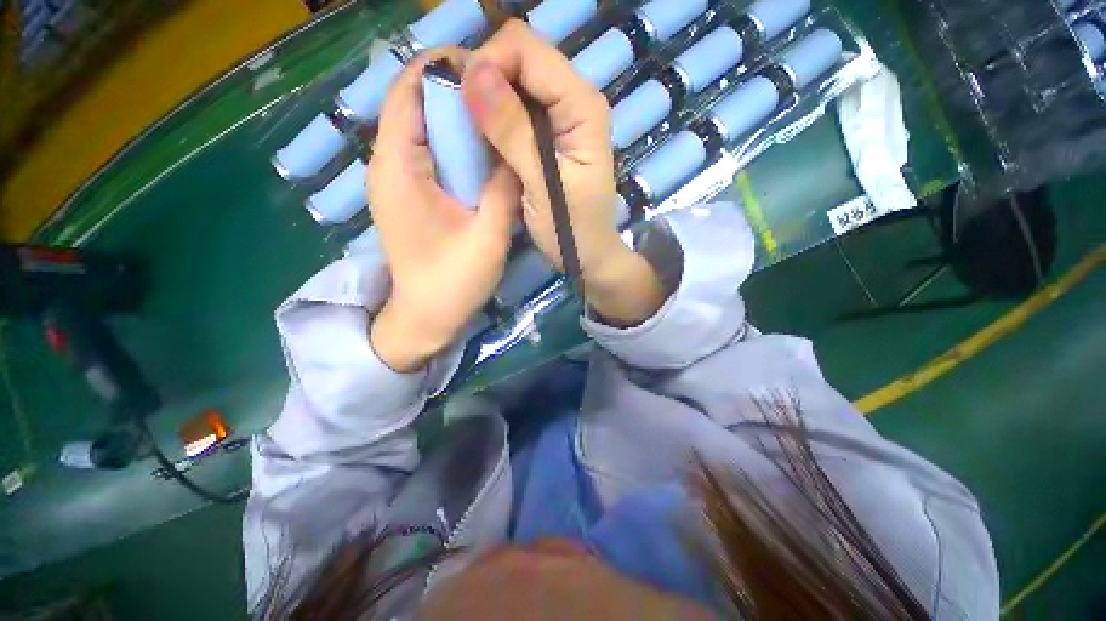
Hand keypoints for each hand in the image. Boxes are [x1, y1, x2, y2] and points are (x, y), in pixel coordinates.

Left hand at [368, 49, 520, 372]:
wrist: (425, 319)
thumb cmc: (452, 283)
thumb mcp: (488, 236)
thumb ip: (504, 188)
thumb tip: (519, 147)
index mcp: (399, 167)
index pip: (409, 89)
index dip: (445, 67)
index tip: (490, 67)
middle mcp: (389, 163)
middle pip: (416, 103)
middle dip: (457, 90)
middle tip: (504, 93)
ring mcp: (397, 180)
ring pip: (424, 127)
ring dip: (458, 118)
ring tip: (500, 117)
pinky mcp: (409, 194)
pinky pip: (430, 153)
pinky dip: (455, 145)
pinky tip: (485, 154)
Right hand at [461, 21, 667, 325]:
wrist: (590, 256)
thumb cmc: (572, 230)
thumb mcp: (542, 185)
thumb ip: (512, 131)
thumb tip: (473, 73)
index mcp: (582, 105)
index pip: (526, 48)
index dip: (488, 63)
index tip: (462, 102)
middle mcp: (575, 99)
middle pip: (520, 58)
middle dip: (484, 78)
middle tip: (460, 116)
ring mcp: (563, 117)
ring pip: (515, 81)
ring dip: (487, 98)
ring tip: (468, 128)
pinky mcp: (550, 135)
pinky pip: (516, 108)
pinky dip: (495, 116)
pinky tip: (483, 138)